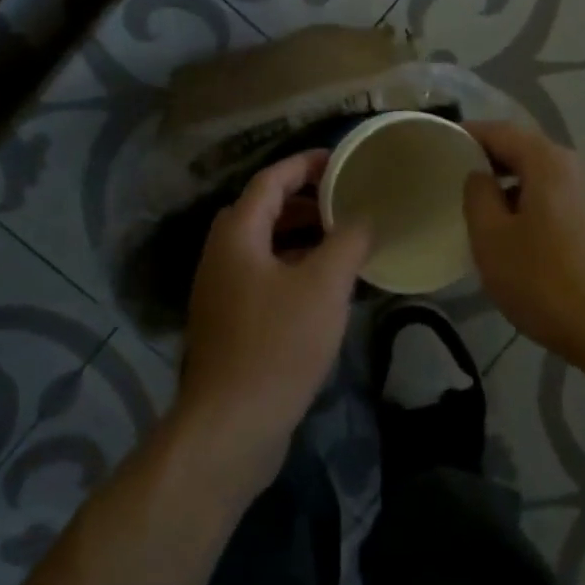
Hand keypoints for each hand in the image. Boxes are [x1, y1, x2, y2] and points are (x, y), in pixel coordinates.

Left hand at [173, 150, 370, 503]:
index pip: (270, 180)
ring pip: (263, 245)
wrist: (231, 425)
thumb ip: (347, 242)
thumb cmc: (278, 344)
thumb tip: (364, 216)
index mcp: (237, 234)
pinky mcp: (228, 321)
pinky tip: (323, 286)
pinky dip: (292, 266)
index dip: (305, 164)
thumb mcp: (324, 286)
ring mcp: (221, 289)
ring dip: (300, 235)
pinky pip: (262, 274)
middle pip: (263, 209)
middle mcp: (221, 254)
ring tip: (341, 239)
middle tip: (344, 200)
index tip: (339, 159)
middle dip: (305, 200)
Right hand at [462, 121, 584, 366]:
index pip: (499, 130)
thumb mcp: (491, 238)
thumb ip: (477, 195)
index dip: (466, 134)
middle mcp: (572, 168)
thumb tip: (479, 175)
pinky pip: (552, 200)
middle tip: (451, 179)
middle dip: (486, 160)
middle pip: (521, 150)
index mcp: (546, 161)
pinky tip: (511, 237)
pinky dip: (526, 206)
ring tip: (476, 210)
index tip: (438, 146)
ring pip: (537, 178)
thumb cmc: (545, 280)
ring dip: (506, 187)